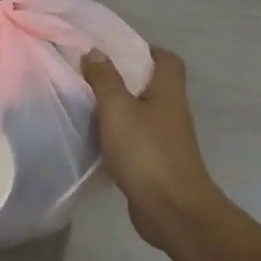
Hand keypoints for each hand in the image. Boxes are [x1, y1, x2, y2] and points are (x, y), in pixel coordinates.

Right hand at [82, 46, 226, 253]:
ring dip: (121, 109)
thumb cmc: (146, 152)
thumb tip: (95, 51)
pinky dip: (119, 137)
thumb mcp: (118, 109)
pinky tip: (96, 140)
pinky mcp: (158, 164)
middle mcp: (172, 112)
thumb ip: (105, 79)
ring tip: (88, 104)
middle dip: (125, 79)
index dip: (146, 50)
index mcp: (168, 92)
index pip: (167, 59)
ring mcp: (167, 140)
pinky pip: (137, 140)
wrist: (171, 210)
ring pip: (143, 114)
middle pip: (153, 85)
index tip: (116, 49)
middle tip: (93, 75)